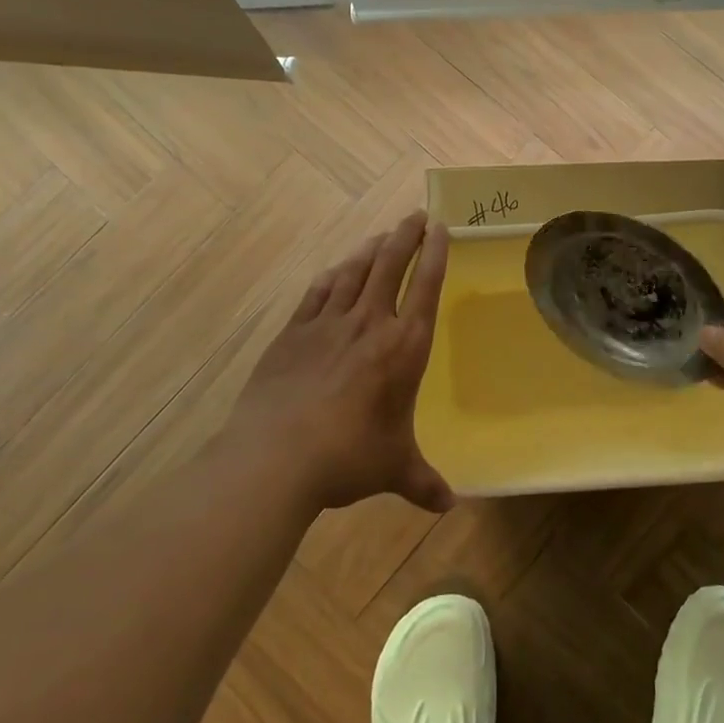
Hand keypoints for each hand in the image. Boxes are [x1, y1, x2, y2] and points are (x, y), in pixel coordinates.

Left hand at [227, 210, 455, 514]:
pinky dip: (331, 277)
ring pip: (354, 272)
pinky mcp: (293, 332)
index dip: (436, 254)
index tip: (442, 228)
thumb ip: (422, 482)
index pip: (426, 287)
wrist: (275, 456)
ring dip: (370, 249)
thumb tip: (448, 506)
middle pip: (391, 265)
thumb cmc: (348, 457)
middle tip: (415, 216)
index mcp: (404, 347)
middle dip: (406, 236)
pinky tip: (335, 270)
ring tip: (382, 235)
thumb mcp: (393, 468)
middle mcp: (370, 324)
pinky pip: (317, 293)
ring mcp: (328, 324)